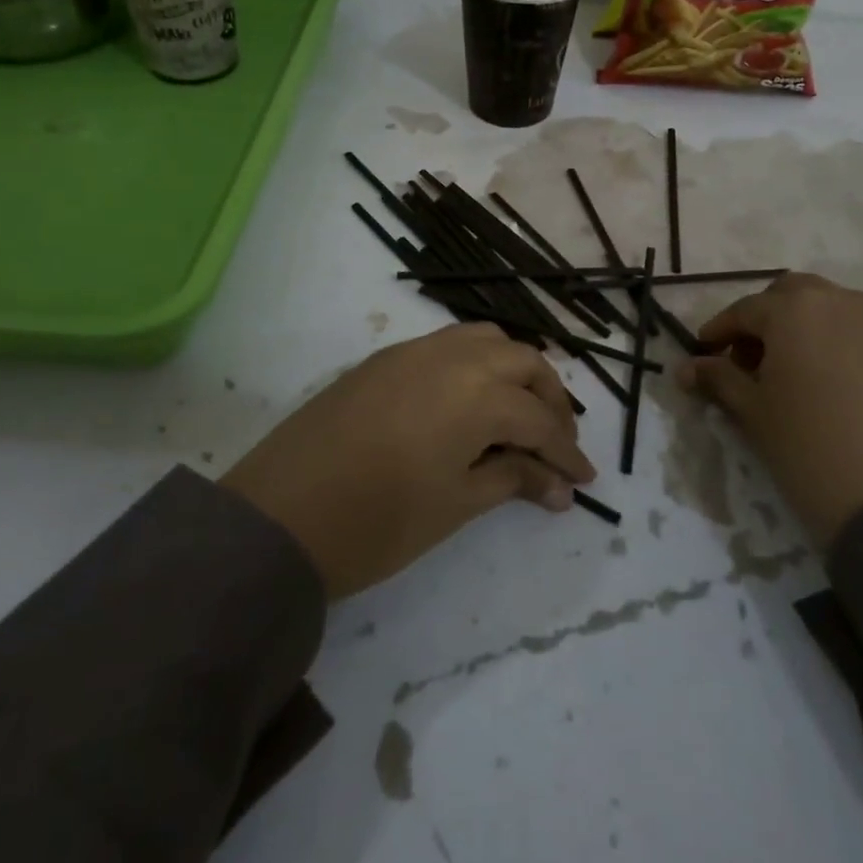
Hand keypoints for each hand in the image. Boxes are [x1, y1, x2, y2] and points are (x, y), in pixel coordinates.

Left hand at [224, 323, 595, 599]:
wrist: (279, 516)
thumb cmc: (378, 521)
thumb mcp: (456, 504)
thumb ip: (513, 479)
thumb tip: (560, 487)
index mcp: (478, 393)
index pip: (540, 420)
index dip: (566, 453)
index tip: (583, 481)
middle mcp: (453, 356)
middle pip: (523, 363)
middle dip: (550, 400)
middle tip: (556, 443)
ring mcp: (414, 351)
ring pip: (486, 341)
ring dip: (514, 371)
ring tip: (519, 414)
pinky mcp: (385, 359)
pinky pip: (448, 344)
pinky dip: (476, 364)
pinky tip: (470, 402)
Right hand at [676, 272, 862, 548]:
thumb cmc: (809, 446)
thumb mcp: (753, 412)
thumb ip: (719, 379)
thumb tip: (686, 368)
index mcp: (794, 309)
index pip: (744, 310)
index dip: (718, 332)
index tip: (702, 355)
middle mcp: (837, 301)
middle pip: (788, 295)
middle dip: (762, 320)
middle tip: (746, 361)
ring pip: (826, 308)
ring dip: (799, 327)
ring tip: (786, 373)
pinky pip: (855, 331)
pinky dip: (831, 342)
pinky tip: (823, 383)